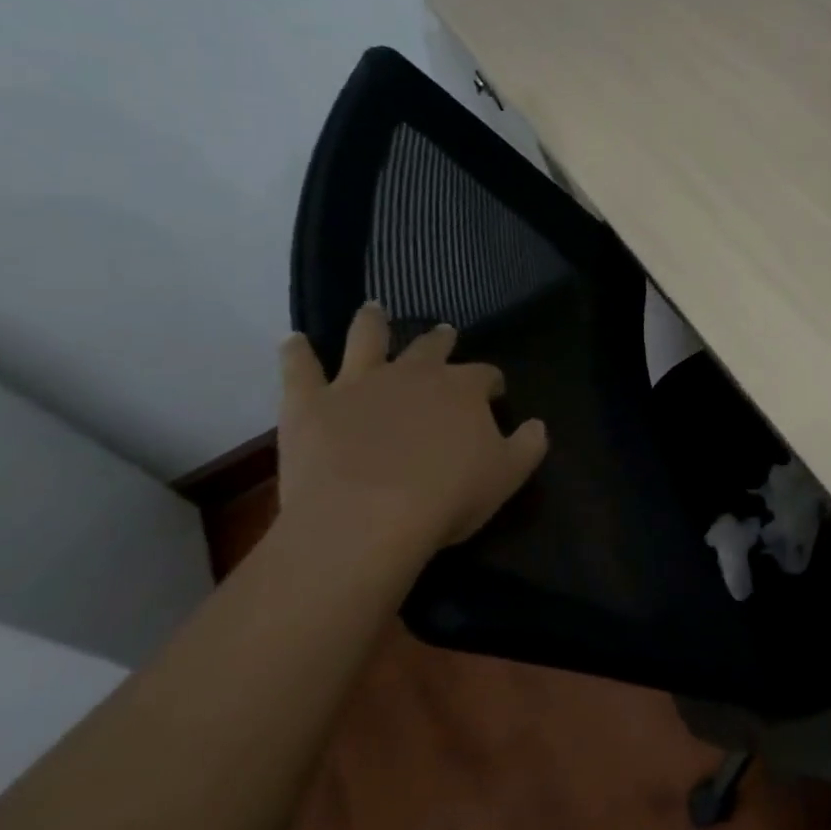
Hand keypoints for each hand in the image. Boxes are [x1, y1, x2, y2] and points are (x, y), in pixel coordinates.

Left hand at [277, 303, 547, 553]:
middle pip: (430, 348)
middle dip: (440, 340)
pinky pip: (299, 369)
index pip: (485, 375)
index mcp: (462, 389)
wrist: (366, 519)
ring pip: (366, 338)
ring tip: (373, 309)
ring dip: (371, 322)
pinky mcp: (311, 404)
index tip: (494, 395)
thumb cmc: (446, 496)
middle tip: (443, 334)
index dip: (491, 383)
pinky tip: (293, 340)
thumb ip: (528, 445)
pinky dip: (296, 353)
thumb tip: (538, 425)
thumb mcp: (507, 476)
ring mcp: (359, 384)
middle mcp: (413, 374)